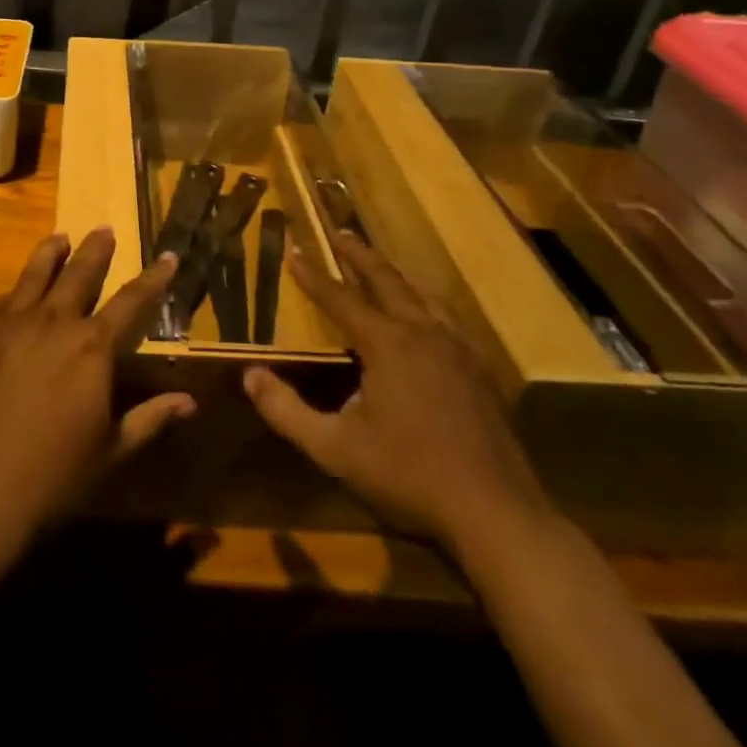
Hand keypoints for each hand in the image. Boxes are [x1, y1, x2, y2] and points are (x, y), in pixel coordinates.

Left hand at [0, 228, 194, 548]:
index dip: (154, 278)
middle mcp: (54, 323)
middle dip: (96, 249)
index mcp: (92, 348)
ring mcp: (10, 324)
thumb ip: (150, 419)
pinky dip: (15, 292)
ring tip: (60, 237)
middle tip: (104, 229)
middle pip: (80, 273)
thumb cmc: (53, 477)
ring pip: (35, 275)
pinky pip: (0, 302)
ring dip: (51, 253)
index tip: (168, 256)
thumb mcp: (111, 453)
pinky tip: (15, 293)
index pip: (132, 301)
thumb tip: (190, 402)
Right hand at [244, 233, 550, 552]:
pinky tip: (427, 319)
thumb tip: (250, 375)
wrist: (496, 514)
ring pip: (423, 296)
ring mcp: (459, 350)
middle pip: (388, 281)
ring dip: (396, 276)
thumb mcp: (335, 448)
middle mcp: (424, 334)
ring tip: (381, 266)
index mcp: (387, 344)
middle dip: (360, 255)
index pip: (341, 298)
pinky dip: (426, 305)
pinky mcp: (482, 372)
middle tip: (341, 233)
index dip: (313, 276)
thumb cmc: (409, 475)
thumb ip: (287, 411)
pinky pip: (448, 321)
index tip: (294, 252)